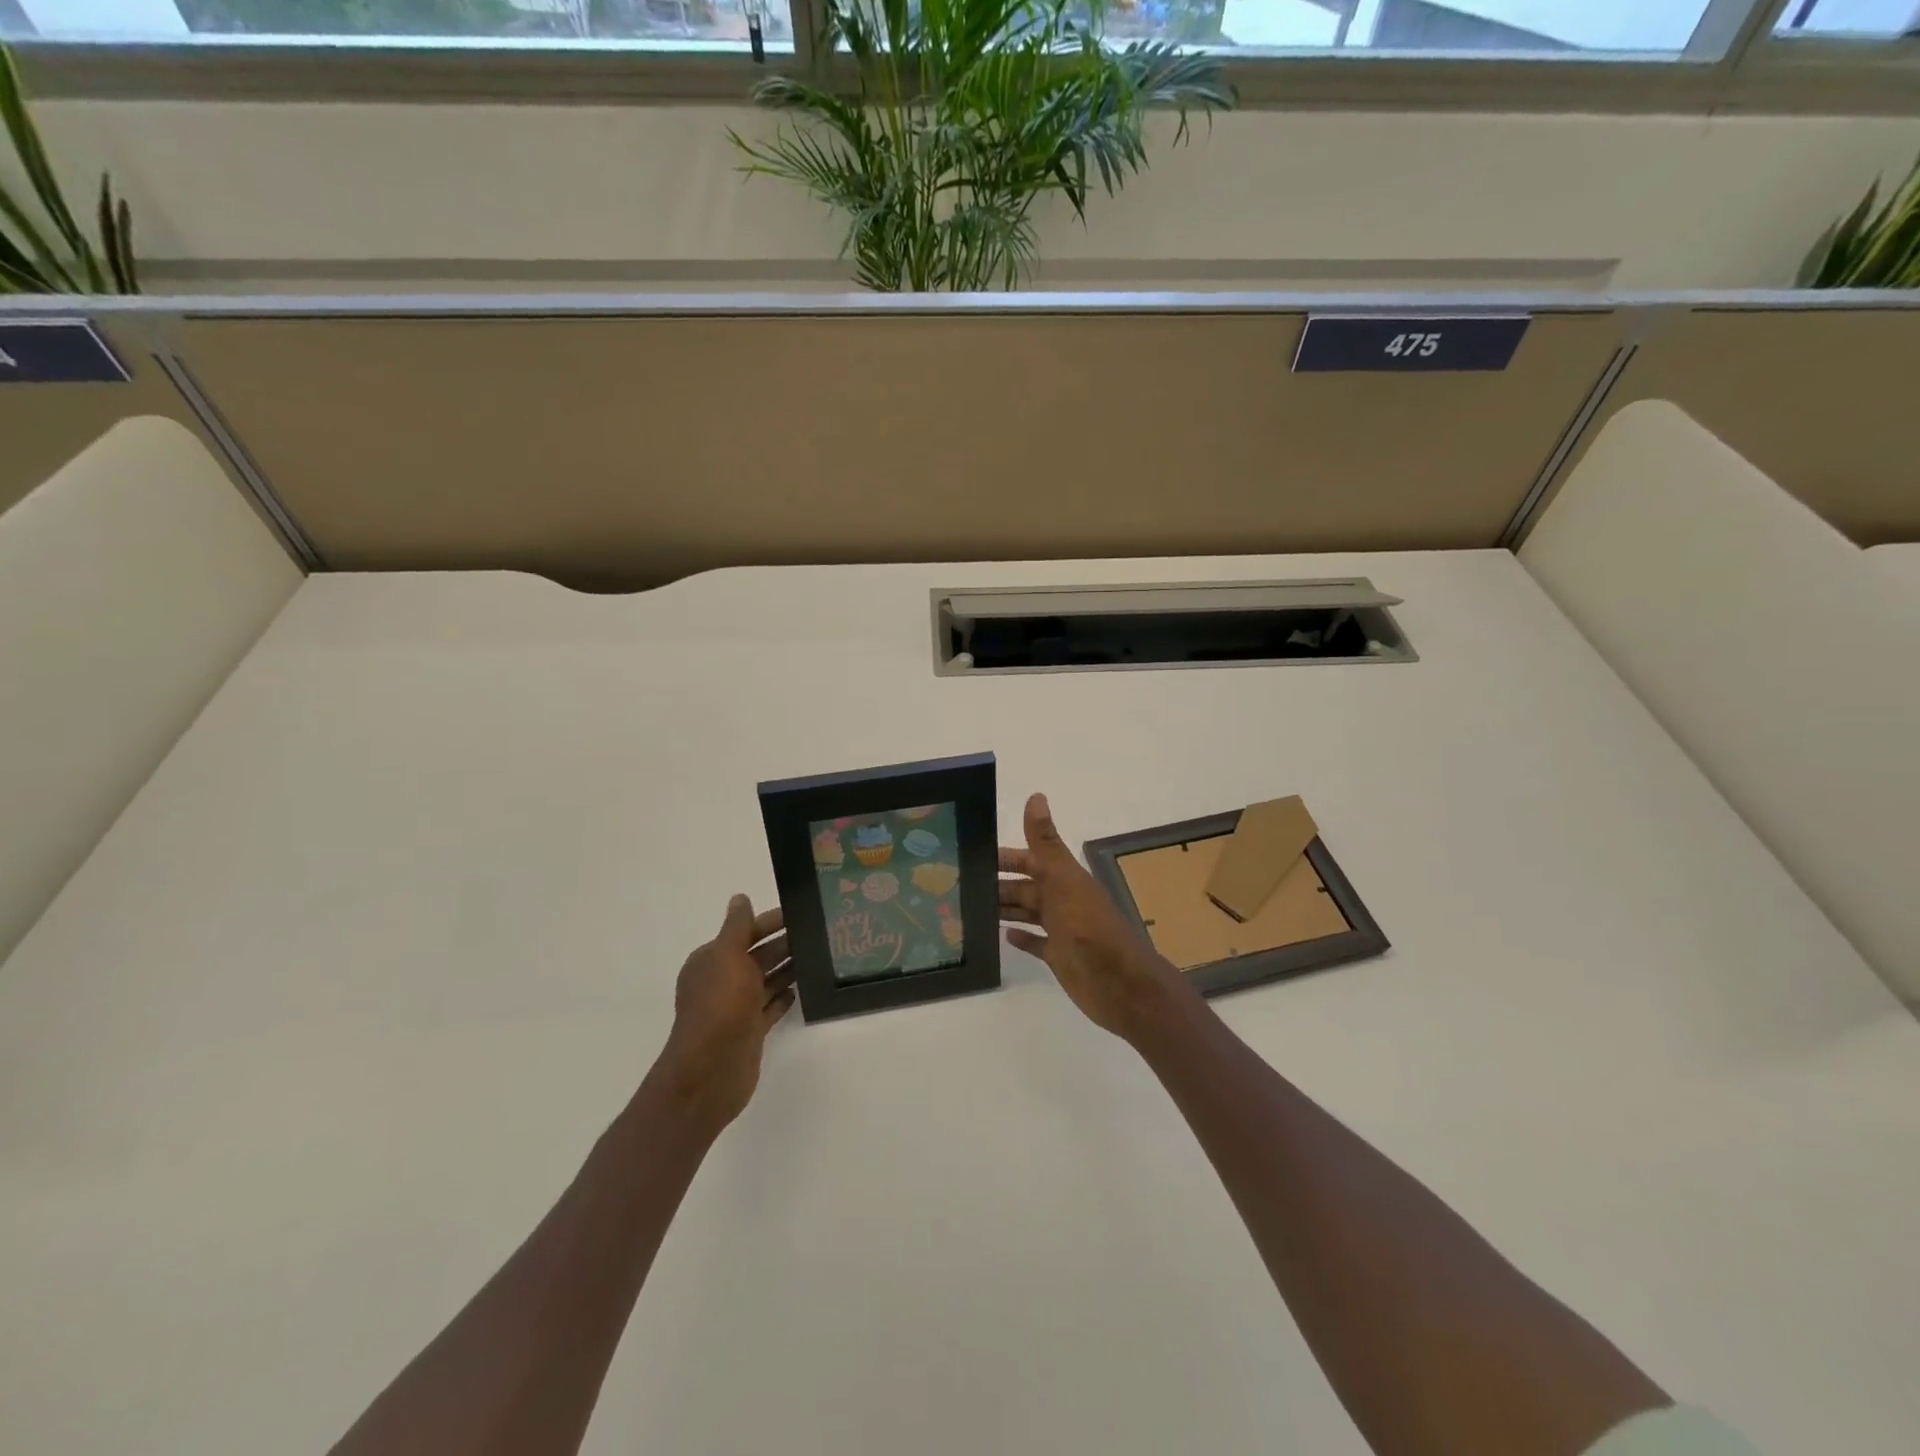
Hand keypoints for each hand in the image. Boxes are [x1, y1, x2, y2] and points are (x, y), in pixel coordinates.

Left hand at [649, 895, 795, 1136]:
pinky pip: (770, 1008)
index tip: (801, 913)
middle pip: (758, 956)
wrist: (710, 1070)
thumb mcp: (727, 956)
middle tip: (819, 933)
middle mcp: (722, 981)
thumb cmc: (720, 1006)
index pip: (745, 932)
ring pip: (766, 981)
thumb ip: (737, 927)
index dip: (770, 922)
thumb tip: (740, 898)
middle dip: (784, 944)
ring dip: (788, 969)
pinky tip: (801, 990)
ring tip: (818, 957)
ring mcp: (736, 1008)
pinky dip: (783, 998)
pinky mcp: (750, 1031)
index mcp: (712, 960)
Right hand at [998, 793, 1198, 1043]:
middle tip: (962, 887)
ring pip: (1029, 912)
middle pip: (1027, 886)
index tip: (973, 856)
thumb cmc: (1089, 928)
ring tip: (973, 909)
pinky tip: (1003, 936)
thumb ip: (1046, 843)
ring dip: (1006, 908)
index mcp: (1065, 878)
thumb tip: (1036, 796)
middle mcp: (1063, 900)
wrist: (1120, 984)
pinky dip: (1022, 937)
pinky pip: (1037, 942)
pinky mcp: (1061, 957)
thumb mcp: (1063, 881)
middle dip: (999, 884)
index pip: (1031, 859)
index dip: (1006, 857)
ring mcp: (1063, 930)